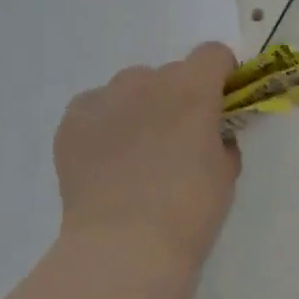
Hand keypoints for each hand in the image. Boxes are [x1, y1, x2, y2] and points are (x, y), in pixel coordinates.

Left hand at [53, 43, 242, 264]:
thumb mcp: (226, 171)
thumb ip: (221, 139)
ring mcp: (105, 98)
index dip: (221, 75)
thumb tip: (210, 135)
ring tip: (137, 152)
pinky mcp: (72, 121)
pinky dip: (106, 124)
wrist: (125, 244)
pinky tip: (108, 160)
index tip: (221, 102)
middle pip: (170, 73)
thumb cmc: (190, 208)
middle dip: (178, 97)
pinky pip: (96, 108)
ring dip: (141, 107)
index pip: (213, 54)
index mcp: (193, 88)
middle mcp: (148, 81)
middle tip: (178, 139)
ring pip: (130, 88)